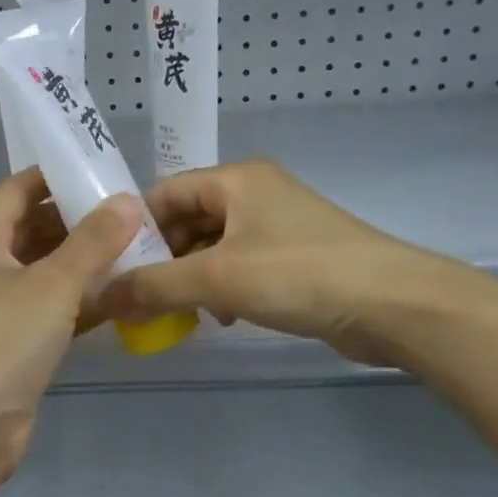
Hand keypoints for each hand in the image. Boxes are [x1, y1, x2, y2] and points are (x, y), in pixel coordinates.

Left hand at [0, 169, 141, 471]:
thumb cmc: (1, 339)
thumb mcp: (53, 283)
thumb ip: (93, 241)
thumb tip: (128, 200)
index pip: (19, 189)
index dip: (56, 175)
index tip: (102, 169)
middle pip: (34, 228)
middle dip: (79, 220)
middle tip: (130, 212)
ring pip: (47, 270)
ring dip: (85, 261)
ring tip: (136, 247)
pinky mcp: (15, 341)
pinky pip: (53, 307)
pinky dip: (82, 299)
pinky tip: (123, 295)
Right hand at [99, 160, 467, 365]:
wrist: (394, 305)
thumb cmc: (299, 274)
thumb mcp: (217, 279)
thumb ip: (154, 287)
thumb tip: (102, 300)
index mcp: (235, 180)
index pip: (164, 194)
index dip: (134, 229)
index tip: (113, 268)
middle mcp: (254, 194)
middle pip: (187, 220)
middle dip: (162, 260)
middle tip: (138, 298)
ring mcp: (277, 225)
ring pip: (213, 246)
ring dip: (189, 278)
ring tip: (174, 312)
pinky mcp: (294, 257)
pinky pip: (240, 265)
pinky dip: (221, 287)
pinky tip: (219, 316)